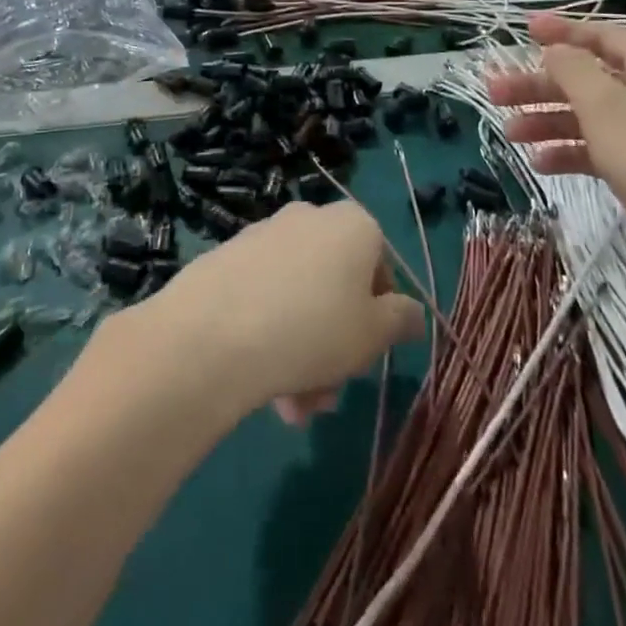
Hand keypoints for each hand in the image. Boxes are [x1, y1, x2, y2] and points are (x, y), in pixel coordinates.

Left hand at [141, 200, 422, 424]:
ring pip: (299, 298)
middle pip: (336, 286)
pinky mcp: (227, 256)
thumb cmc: (314, 329)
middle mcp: (309, 218)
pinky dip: (268, 334)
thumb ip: (401, 320)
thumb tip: (412, 313)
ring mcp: (264, 234)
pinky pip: (263, 296)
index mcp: (353, 224)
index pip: (381, 267)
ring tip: (290, 407)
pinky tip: (260, 382)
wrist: (213, 334)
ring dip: (303, 353)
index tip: (365, 354)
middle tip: (325, 396)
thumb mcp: (373, 334)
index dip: (378, 315)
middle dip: (336, 345)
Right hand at [486, 14, 625, 278]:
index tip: (523, 28)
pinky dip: (570, 151)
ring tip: (508, 135)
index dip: (561, 31)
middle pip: (588, 78)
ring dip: (548, 121)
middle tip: (495, 93)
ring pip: (590, 115)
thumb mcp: (603, 104)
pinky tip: (540, 164)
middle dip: (540, 86)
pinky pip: (601, 147)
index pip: (602, 35)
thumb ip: (572, 69)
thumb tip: (555, 49)